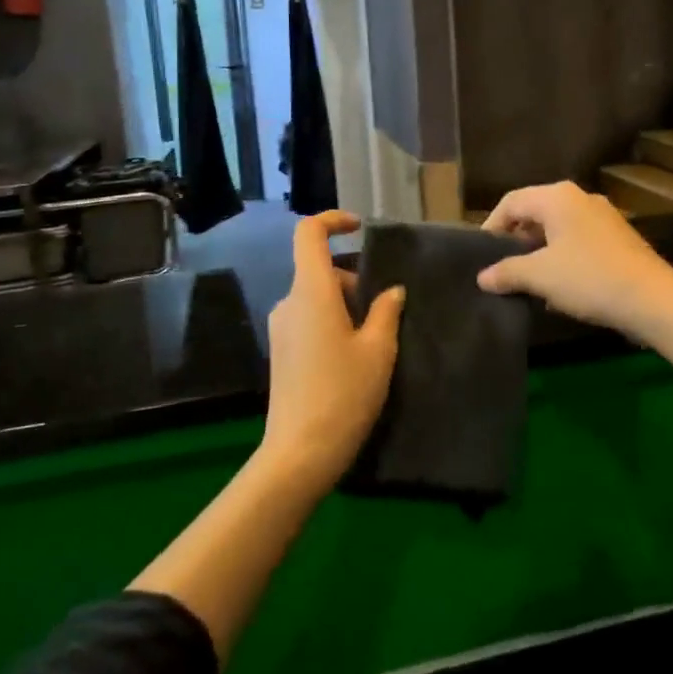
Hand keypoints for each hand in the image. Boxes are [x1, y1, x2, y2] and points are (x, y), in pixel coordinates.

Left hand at [262, 211, 404, 491]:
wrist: (300, 453)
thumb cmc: (344, 393)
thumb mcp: (378, 350)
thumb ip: (385, 312)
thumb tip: (391, 291)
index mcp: (310, 292)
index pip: (308, 233)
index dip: (332, 220)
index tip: (359, 229)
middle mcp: (289, 303)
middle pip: (320, 270)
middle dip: (355, 280)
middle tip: (385, 313)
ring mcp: (281, 329)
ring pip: (316, 298)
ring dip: (346, 305)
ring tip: (375, 341)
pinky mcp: (280, 352)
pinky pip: (308, 320)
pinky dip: (332, 323)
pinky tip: (354, 358)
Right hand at [476, 182, 672, 340]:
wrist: (652, 299)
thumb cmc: (589, 278)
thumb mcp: (540, 276)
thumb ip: (507, 272)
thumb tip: (482, 277)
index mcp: (558, 197)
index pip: (512, 201)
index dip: (491, 225)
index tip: (481, 253)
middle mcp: (581, 198)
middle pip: (536, 212)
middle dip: (516, 238)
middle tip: (501, 266)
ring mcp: (603, 217)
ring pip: (558, 228)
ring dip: (539, 251)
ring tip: (527, 279)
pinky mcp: (619, 238)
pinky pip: (578, 241)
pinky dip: (562, 257)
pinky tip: (559, 286)